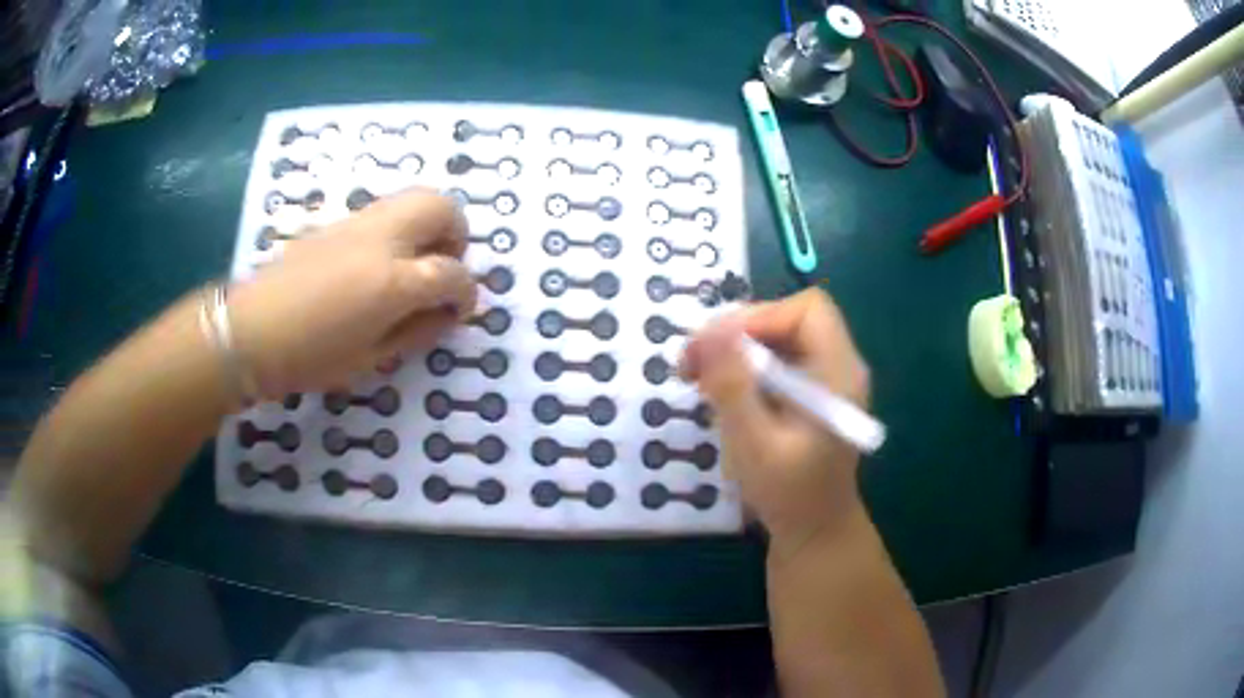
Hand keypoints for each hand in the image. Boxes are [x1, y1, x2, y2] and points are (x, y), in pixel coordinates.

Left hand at [228, 189, 475, 396]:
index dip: (467, 293)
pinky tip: (377, 264)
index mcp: (393, 282)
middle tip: (442, 268)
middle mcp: (382, 239)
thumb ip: (417, 331)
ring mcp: (357, 223)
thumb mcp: (370, 358)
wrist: (251, 330)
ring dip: (428, 226)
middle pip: (442, 208)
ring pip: (415, 198)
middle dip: (455, 236)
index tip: (459, 310)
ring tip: (413, 264)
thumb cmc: (310, 357)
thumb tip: (446, 313)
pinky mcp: (337, 221)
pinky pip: (385, 211)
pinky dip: (399, 228)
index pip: (452, 273)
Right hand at [680, 289, 869, 543]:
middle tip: (691, 362)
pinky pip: (776, 361)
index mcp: (839, 374)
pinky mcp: (811, 393)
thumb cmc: (788, 495)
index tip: (716, 345)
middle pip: (789, 320)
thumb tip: (709, 330)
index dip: (760, 317)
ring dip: (734, 350)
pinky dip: (743, 368)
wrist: (814, 532)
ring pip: (778, 338)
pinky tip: (718, 390)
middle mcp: (839, 366)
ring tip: (694, 375)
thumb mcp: (753, 443)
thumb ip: (732, 386)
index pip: (807, 310)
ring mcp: (826, 379)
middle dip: (737, 333)